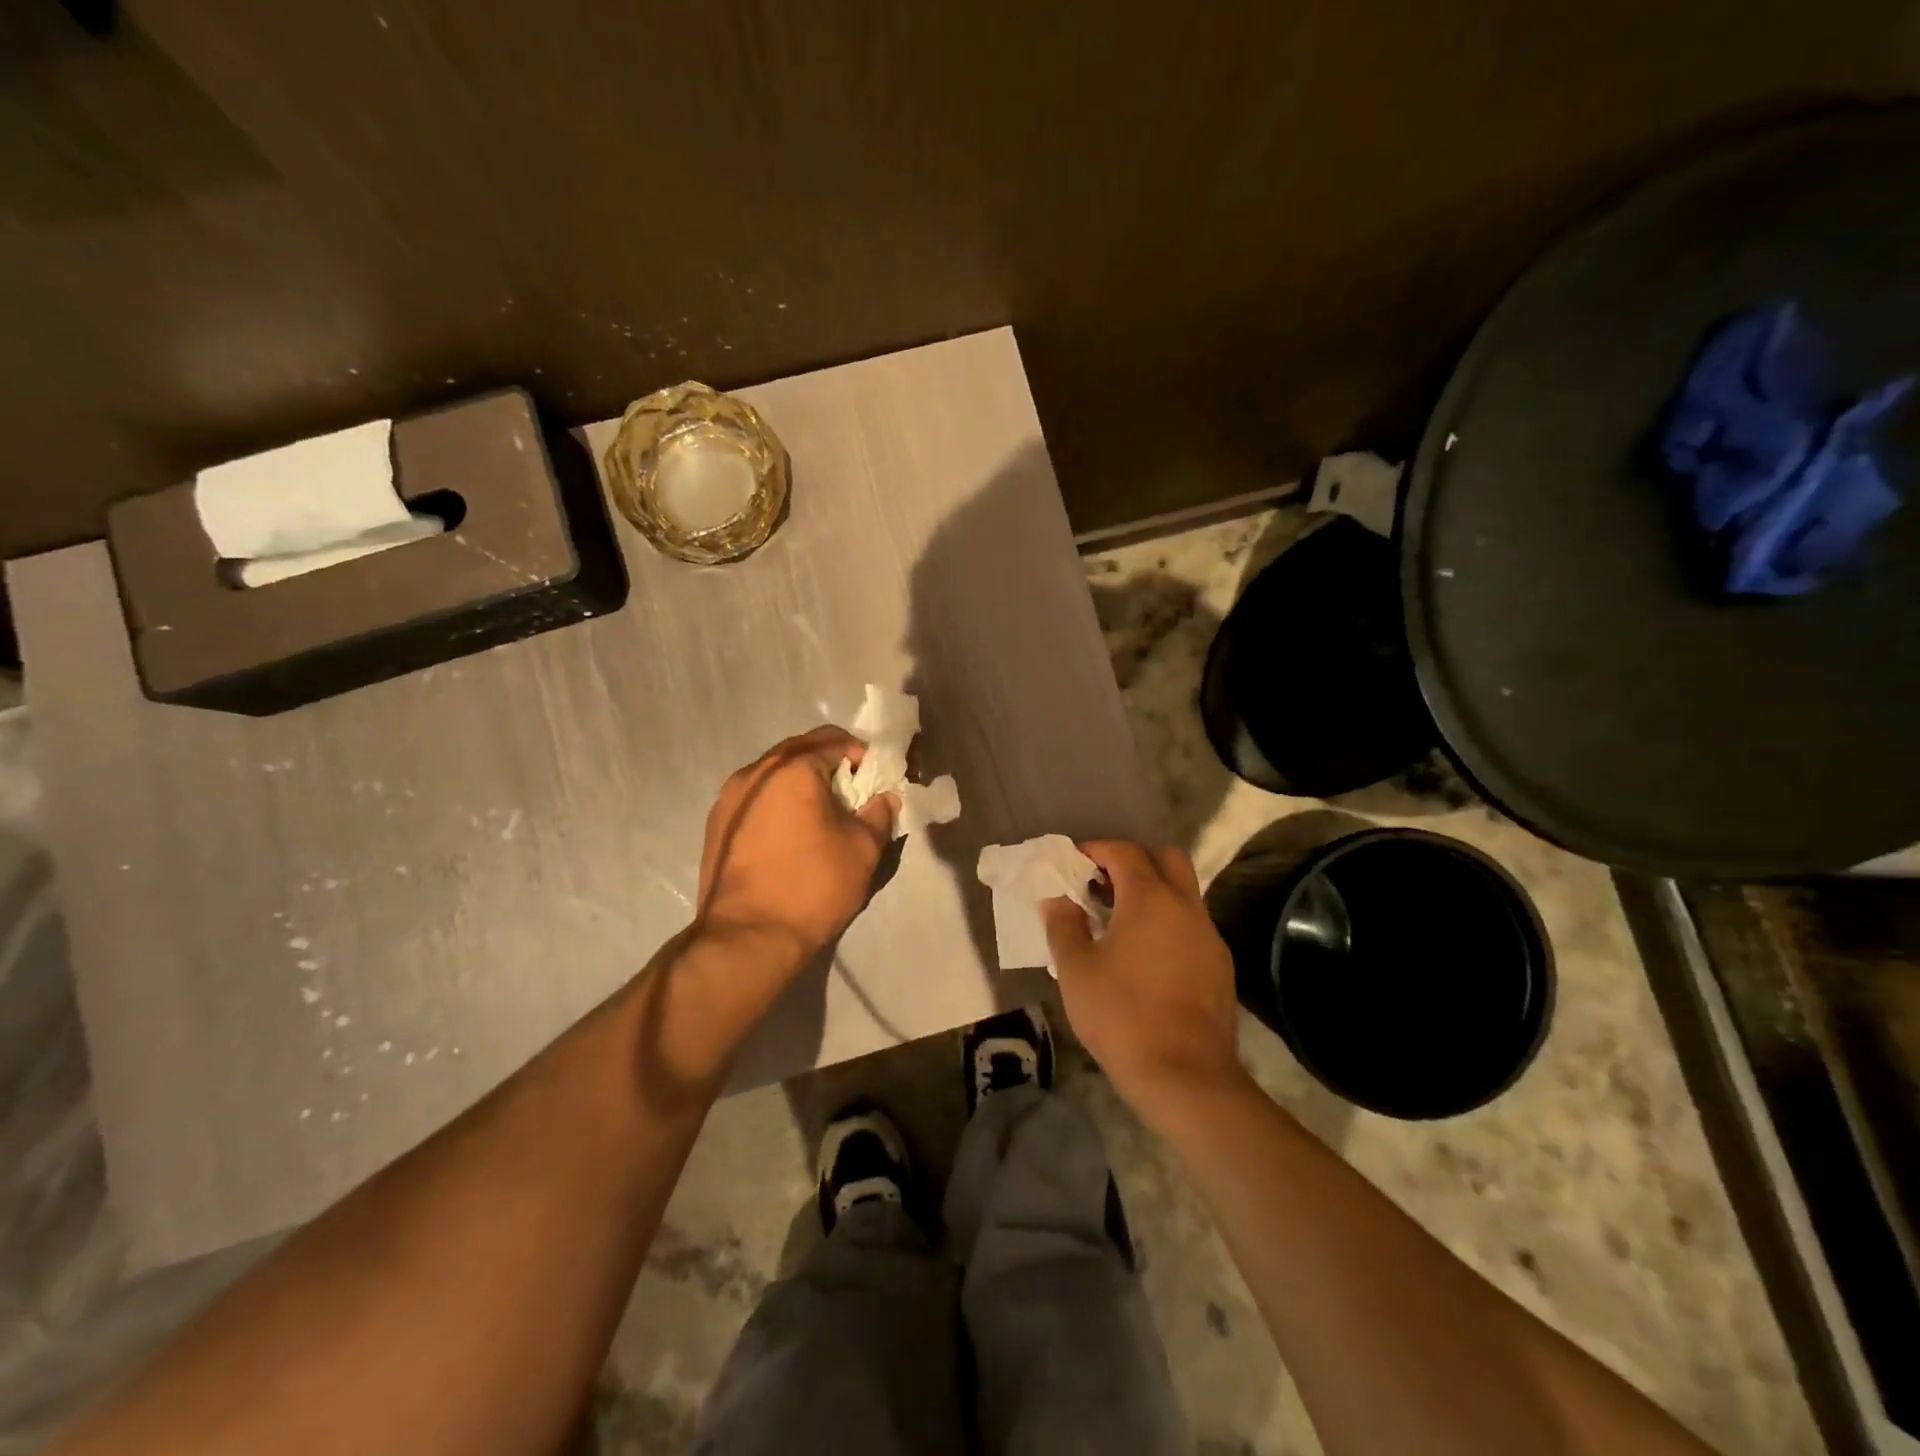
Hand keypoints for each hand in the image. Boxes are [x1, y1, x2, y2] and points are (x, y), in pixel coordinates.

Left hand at [696, 728, 894, 967]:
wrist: (748, 937)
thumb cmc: (813, 885)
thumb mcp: (863, 848)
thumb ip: (879, 813)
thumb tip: (884, 798)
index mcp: (792, 768)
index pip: (834, 740)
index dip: (862, 756)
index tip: (875, 781)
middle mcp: (755, 772)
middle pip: (800, 751)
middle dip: (830, 764)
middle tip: (853, 793)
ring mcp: (729, 798)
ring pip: (774, 775)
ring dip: (802, 783)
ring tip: (823, 814)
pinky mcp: (717, 825)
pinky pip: (757, 799)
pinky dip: (779, 803)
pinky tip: (793, 833)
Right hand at [1041, 841, 1244, 1122]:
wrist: (1185, 1076)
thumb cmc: (1122, 1015)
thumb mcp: (1076, 969)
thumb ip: (1063, 925)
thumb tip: (1057, 899)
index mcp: (1150, 898)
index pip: (1124, 851)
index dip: (1097, 849)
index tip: (1074, 863)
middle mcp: (1186, 906)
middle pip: (1166, 858)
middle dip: (1134, 860)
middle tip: (1103, 883)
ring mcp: (1209, 936)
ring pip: (1183, 893)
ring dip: (1153, 892)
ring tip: (1120, 921)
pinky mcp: (1220, 965)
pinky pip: (1192, 925)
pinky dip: (1168, 922)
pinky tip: (1147, 955)